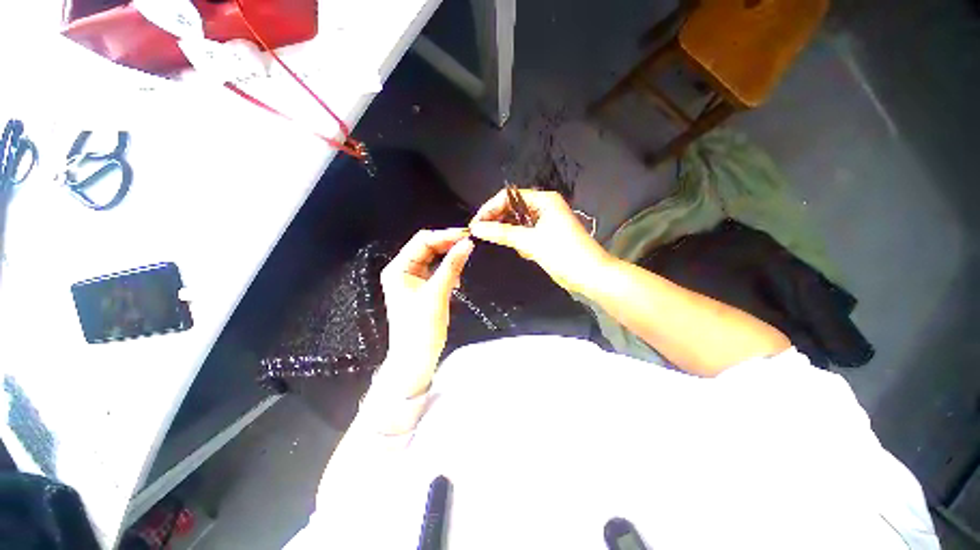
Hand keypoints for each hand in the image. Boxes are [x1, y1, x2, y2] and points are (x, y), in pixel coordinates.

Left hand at [378, 228, 473, 398]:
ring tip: (464, 262)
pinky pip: (437, 271)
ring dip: (449, 258)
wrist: (416, 358)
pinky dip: (448, 271)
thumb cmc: (421, 327)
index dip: (445, 236)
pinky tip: (457, 280)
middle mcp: (403, 270)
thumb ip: (452, 266)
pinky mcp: (422, 288)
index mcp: (398, 268)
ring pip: (434, 259)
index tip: (467, 235)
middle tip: (470, 245)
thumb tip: (467, 243)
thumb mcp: (437, 293)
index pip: (422, 241)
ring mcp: (413, 279)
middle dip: (448, 245)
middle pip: (428, 248)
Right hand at [469, 189, 611, 292]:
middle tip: (481, 234)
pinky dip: (519, 241)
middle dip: (498, 220)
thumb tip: (476, 227)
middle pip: (513, 209)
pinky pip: (526, 234)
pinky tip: (520, 251)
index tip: (476, 224)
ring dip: (508, 232)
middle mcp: (545, 207)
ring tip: (498, 242)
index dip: (490, 208)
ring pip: (518, 223)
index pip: (509, 197)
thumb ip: (502, 233)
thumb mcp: (530, 241)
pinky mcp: (547, 236)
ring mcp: (546, 222)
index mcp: (544, 200)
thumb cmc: (563, 254)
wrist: (590, 275)